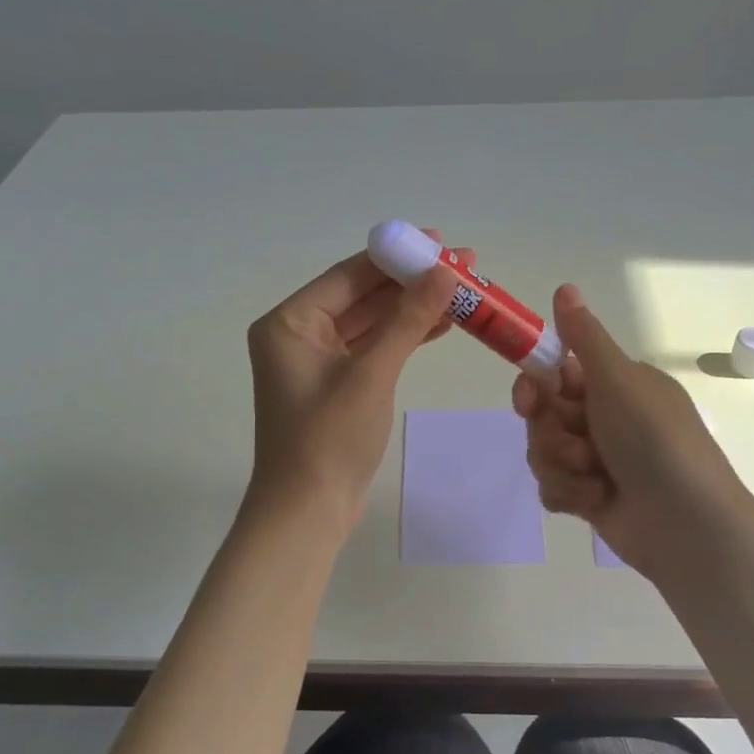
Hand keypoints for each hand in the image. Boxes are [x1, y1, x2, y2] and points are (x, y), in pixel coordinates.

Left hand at [246, 238, 465, 528]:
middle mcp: (299, 334)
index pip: (349, 275)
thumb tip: (445, 271)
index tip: (440, 241)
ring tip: (464, 291)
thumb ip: (407, 320)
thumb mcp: (372, 374)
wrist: (308, 512)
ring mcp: (317, 360)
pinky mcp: (337, 384)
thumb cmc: (330, 439)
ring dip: (413, 308)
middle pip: (362, 295)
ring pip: (371, 322)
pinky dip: (404, 337)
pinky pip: (373, 348)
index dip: (396, 256)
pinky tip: (443, 323)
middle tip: (464, 266)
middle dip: (411, 281)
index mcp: (290, 322)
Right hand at [513, 284, 752, 582]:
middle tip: (575, 442)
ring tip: (597, 477)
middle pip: (542, 415)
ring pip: (542, 452)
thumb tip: (565, 286)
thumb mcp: (618, 380)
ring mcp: (596, 459)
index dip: (536, 385)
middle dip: (552, 432)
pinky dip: (570, 494)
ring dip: (563, 465)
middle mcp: (605, 418)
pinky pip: (552, 486)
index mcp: (616, 385)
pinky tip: (595, 501)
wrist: (685, 522)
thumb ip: (583, 337)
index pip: (556, 373)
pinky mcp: (589, 497)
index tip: (530, 396)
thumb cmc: (653, 440)